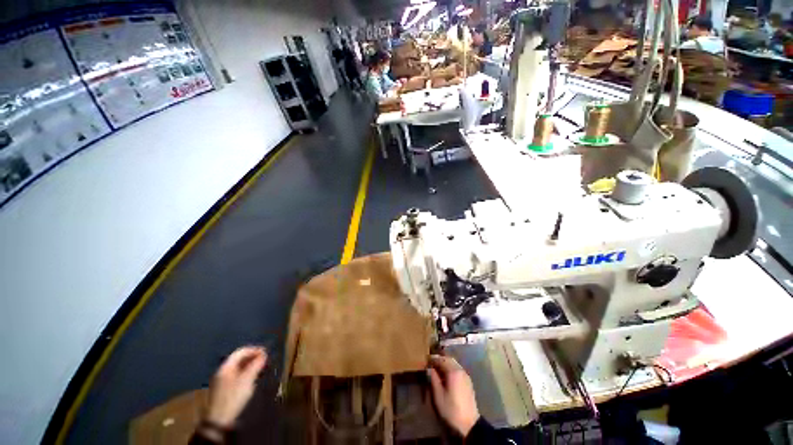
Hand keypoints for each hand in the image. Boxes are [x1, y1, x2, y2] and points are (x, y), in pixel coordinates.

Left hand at [205, 346, 267, 427]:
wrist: (219, 419)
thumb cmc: (233, 397)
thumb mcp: (247, 380)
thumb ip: (256, 365)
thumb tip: (264, 355)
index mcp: (226, 367)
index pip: (241, 352)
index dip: (254, 350)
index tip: (265, 352)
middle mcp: (222, 370)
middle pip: (239, 358)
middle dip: (252, 357)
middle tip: (264, 360)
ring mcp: (221, 379)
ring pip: (237, 367)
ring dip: (249, 365)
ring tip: (260, 367)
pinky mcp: (223, 388)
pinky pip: (236, 374)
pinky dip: (245, 372)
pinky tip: (252, 377)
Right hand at [427, 354, 479, 436]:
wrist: (469, 423)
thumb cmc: (451, 409)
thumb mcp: (438, 395)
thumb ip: (434, 379)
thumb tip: (429, 369)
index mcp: (453, 372)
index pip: (441, 360)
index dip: (433, 359)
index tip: (426, 359)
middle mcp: (460, 370)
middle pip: (449, 359)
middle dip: (440, 359)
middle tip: (431, 362)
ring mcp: (465, 375)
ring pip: (454, 363)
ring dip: (445, 363)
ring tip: (437, 367)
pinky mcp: (468, 381)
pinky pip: (458, 368)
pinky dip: (451, 367)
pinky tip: (446, 374)